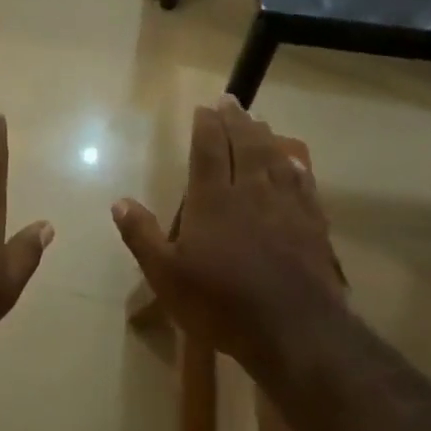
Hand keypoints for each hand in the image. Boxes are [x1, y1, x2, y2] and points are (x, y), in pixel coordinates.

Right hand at [112, 98, 344, 368]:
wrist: (293, 330)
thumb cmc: (220, 302)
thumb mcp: (165, 275)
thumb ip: (142, 235)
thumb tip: (119, 201)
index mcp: (212, 200)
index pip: (208, 150)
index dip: (206, 126)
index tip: (205, 107)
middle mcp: (249, 193)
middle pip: (244, 146)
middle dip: (236, 121)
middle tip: (232, 100)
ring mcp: (285, 207)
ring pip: (274, 159)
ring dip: (264, 137)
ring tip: (258, 122)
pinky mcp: (311, 226)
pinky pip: (303, 185)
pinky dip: (296, 167)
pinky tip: (294, 161)